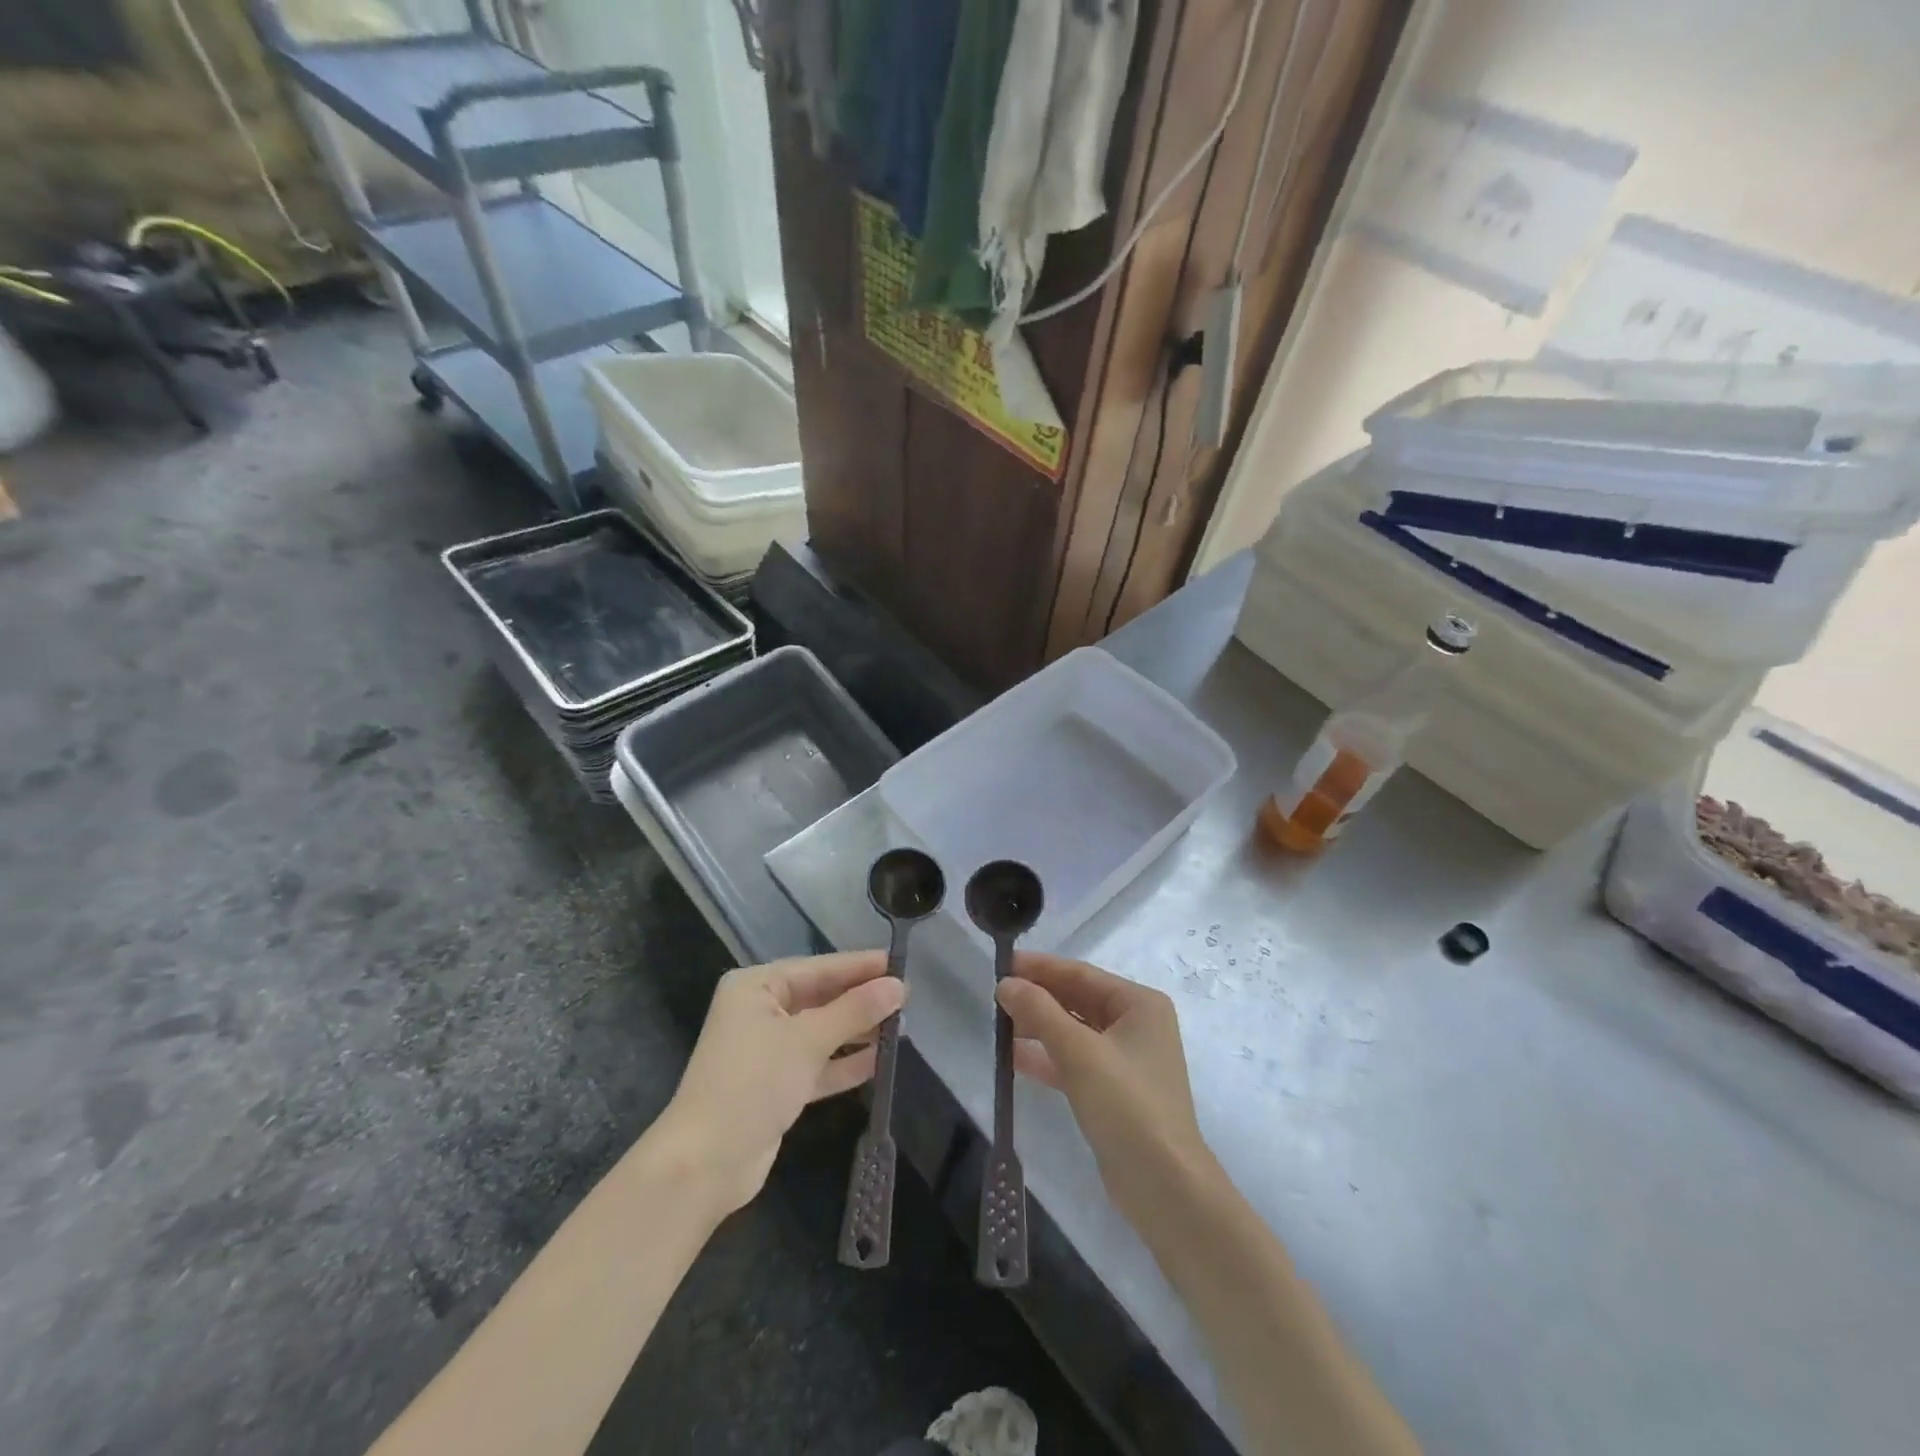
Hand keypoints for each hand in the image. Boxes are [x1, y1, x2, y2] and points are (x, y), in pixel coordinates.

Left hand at [661, 952, 905, 1216]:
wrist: (704, 1164)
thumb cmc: (752, 1084)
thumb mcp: (807, 1040)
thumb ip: (855, 1011)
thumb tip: (899, 986)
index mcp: (756, 987)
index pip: (819, 968)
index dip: (860, 966)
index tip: (900, 963)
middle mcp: (760, 1011)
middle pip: (821, 998)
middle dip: (861, 1000)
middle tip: (908, 998)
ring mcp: (767, 1050)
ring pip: (822, 1032)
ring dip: (858, 1032)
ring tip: (901, 1028)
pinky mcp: (776, 1085)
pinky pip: (817, 1064)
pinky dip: (844, 1062)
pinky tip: (879, 1061)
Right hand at [996, 954, 1217, 1224]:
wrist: (1165, 1187)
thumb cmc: (1127, 1106)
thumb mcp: (1079, 1052)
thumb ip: (1040, 1012)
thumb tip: (1005, 983)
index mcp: (1139, 1004)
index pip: (1081, 974)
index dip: (1041, 967)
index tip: (1002, 964)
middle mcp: (1136, 1025)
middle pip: (1078, 1000)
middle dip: (1038, 997)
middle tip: (995, 995)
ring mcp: (1126, 1060)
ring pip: (1074, 1031)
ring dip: (1039, 1027)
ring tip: (999, 1023)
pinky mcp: (1114, 1091)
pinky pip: (1075, 1061)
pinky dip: (1047, 1058)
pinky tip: (1014, 1058)